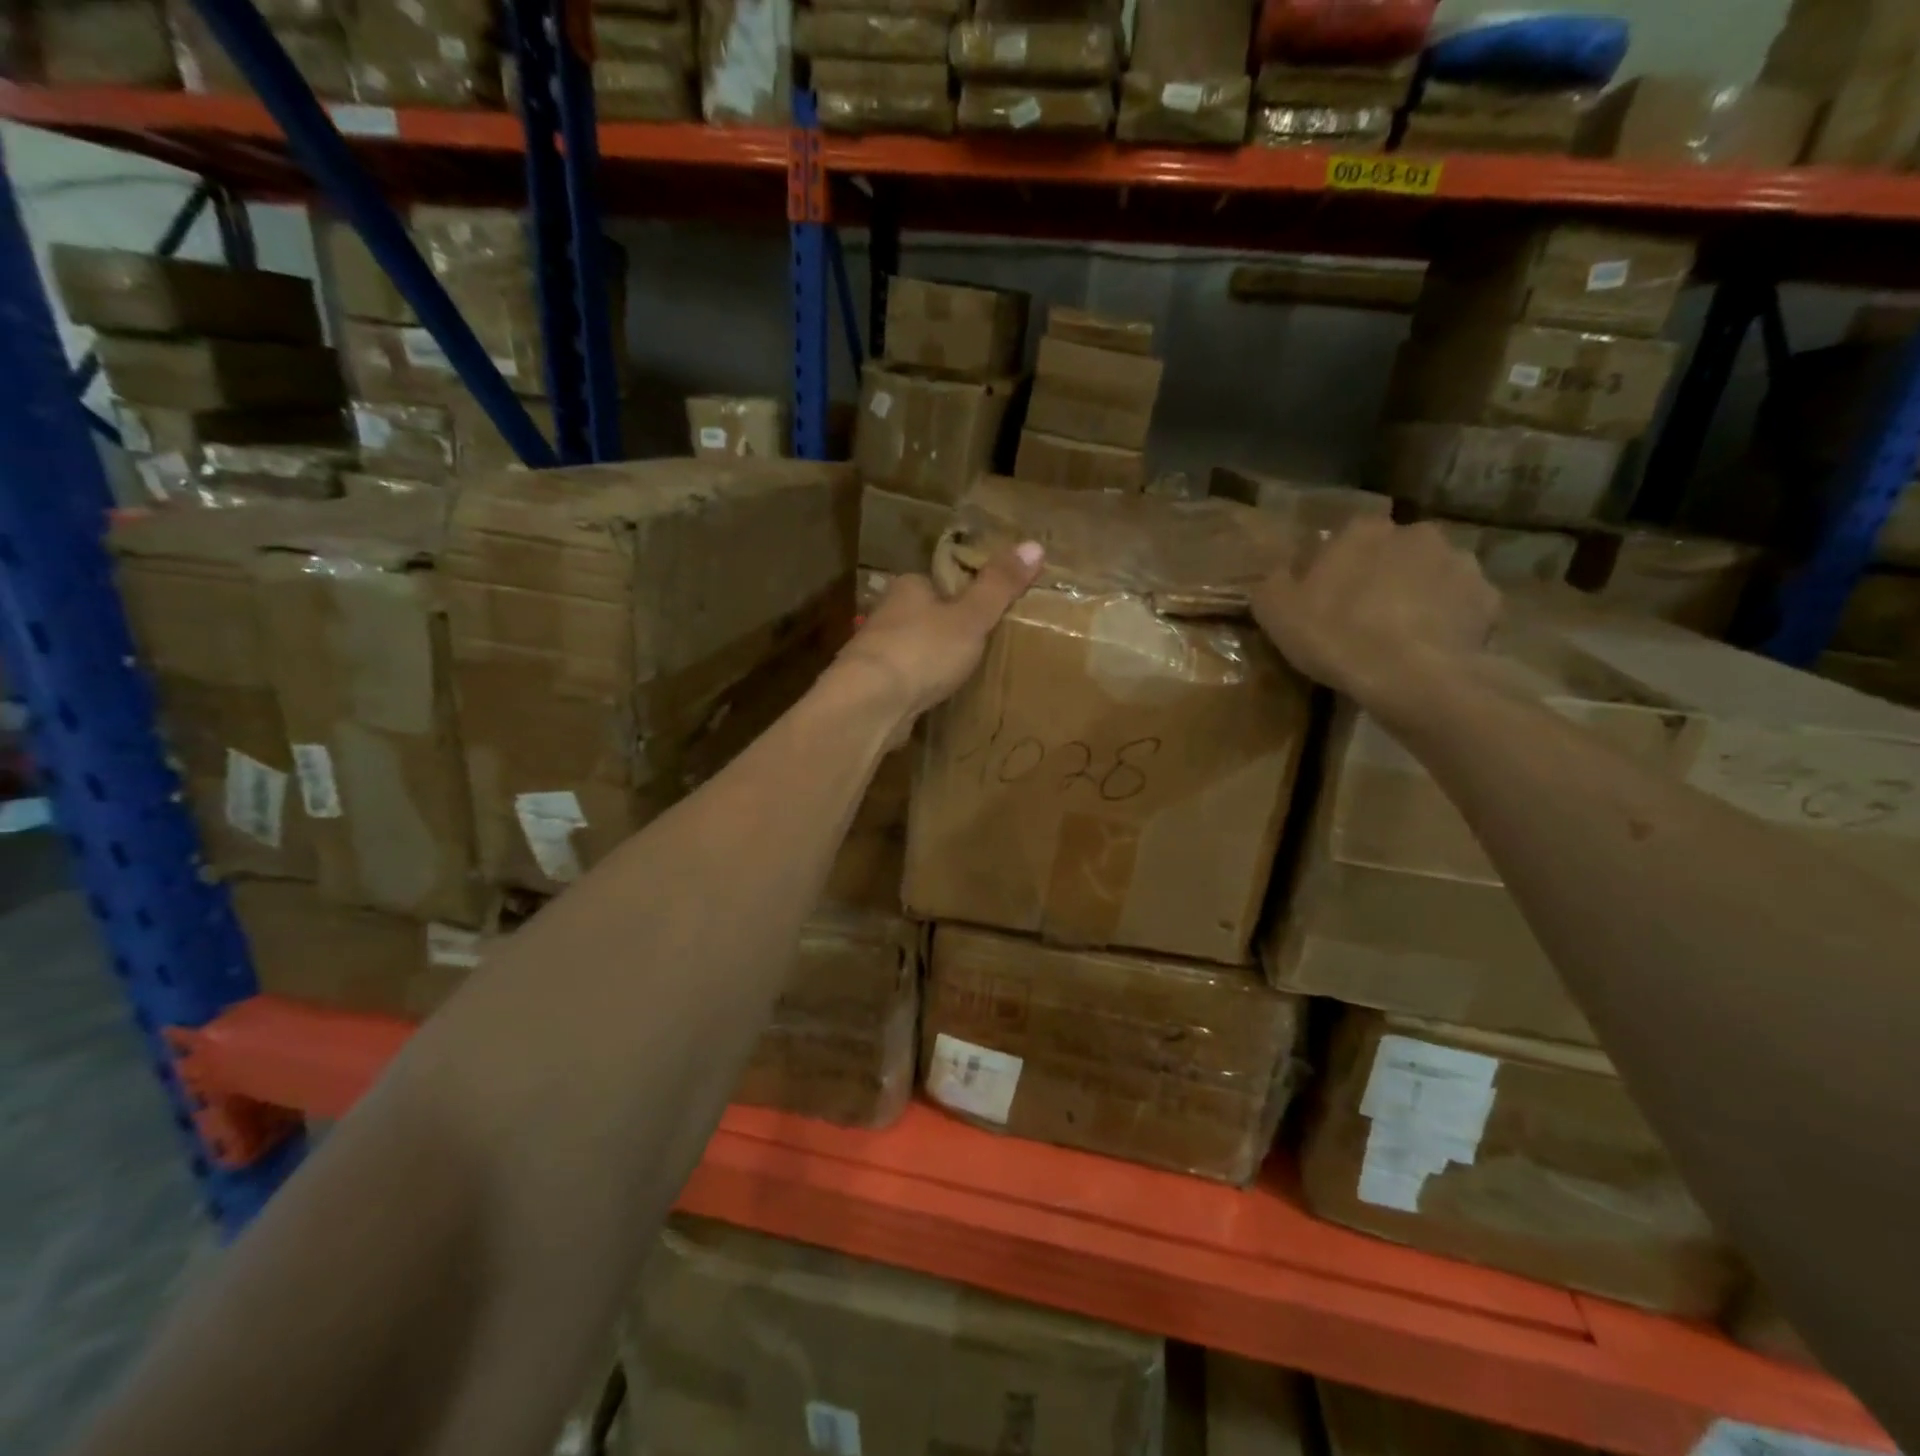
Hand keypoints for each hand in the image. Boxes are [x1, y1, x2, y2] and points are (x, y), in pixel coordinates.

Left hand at [830, 541, 1044, 737]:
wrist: (869, 704)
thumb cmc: (923, 651)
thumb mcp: (971, 616)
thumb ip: (999, 585)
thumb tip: (1035, 544)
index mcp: (908, 587)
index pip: (938, 582)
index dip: (962, 594)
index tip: (985, 610)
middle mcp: (886, 614)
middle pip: (924, 616)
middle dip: (946, 630)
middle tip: (980, 646)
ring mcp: (876, 652)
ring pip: (912, 649)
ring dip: (931, 659)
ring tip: (962, 674)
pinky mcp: (872, 687)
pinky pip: (904, 680)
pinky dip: (919, 686)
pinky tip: (935, 698)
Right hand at [1250, 518, 1498, 723]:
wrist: (1411, 676)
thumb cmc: (1335, 635)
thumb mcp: (1275, 611)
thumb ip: (1273, 583)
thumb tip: (1279, 573)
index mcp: (1363, 531)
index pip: (1346, 537)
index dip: (1335, 567)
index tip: (1326, 596)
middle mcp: (1416, 534)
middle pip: (1393, 552)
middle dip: (1381, 575)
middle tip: (1364, 615)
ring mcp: (1459, 563)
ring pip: (1431, 575)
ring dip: (1418, 594)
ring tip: (1400, 635)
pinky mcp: (1488, 599)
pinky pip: (1461, 605)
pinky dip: (1448, 620)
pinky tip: (1430, 648)